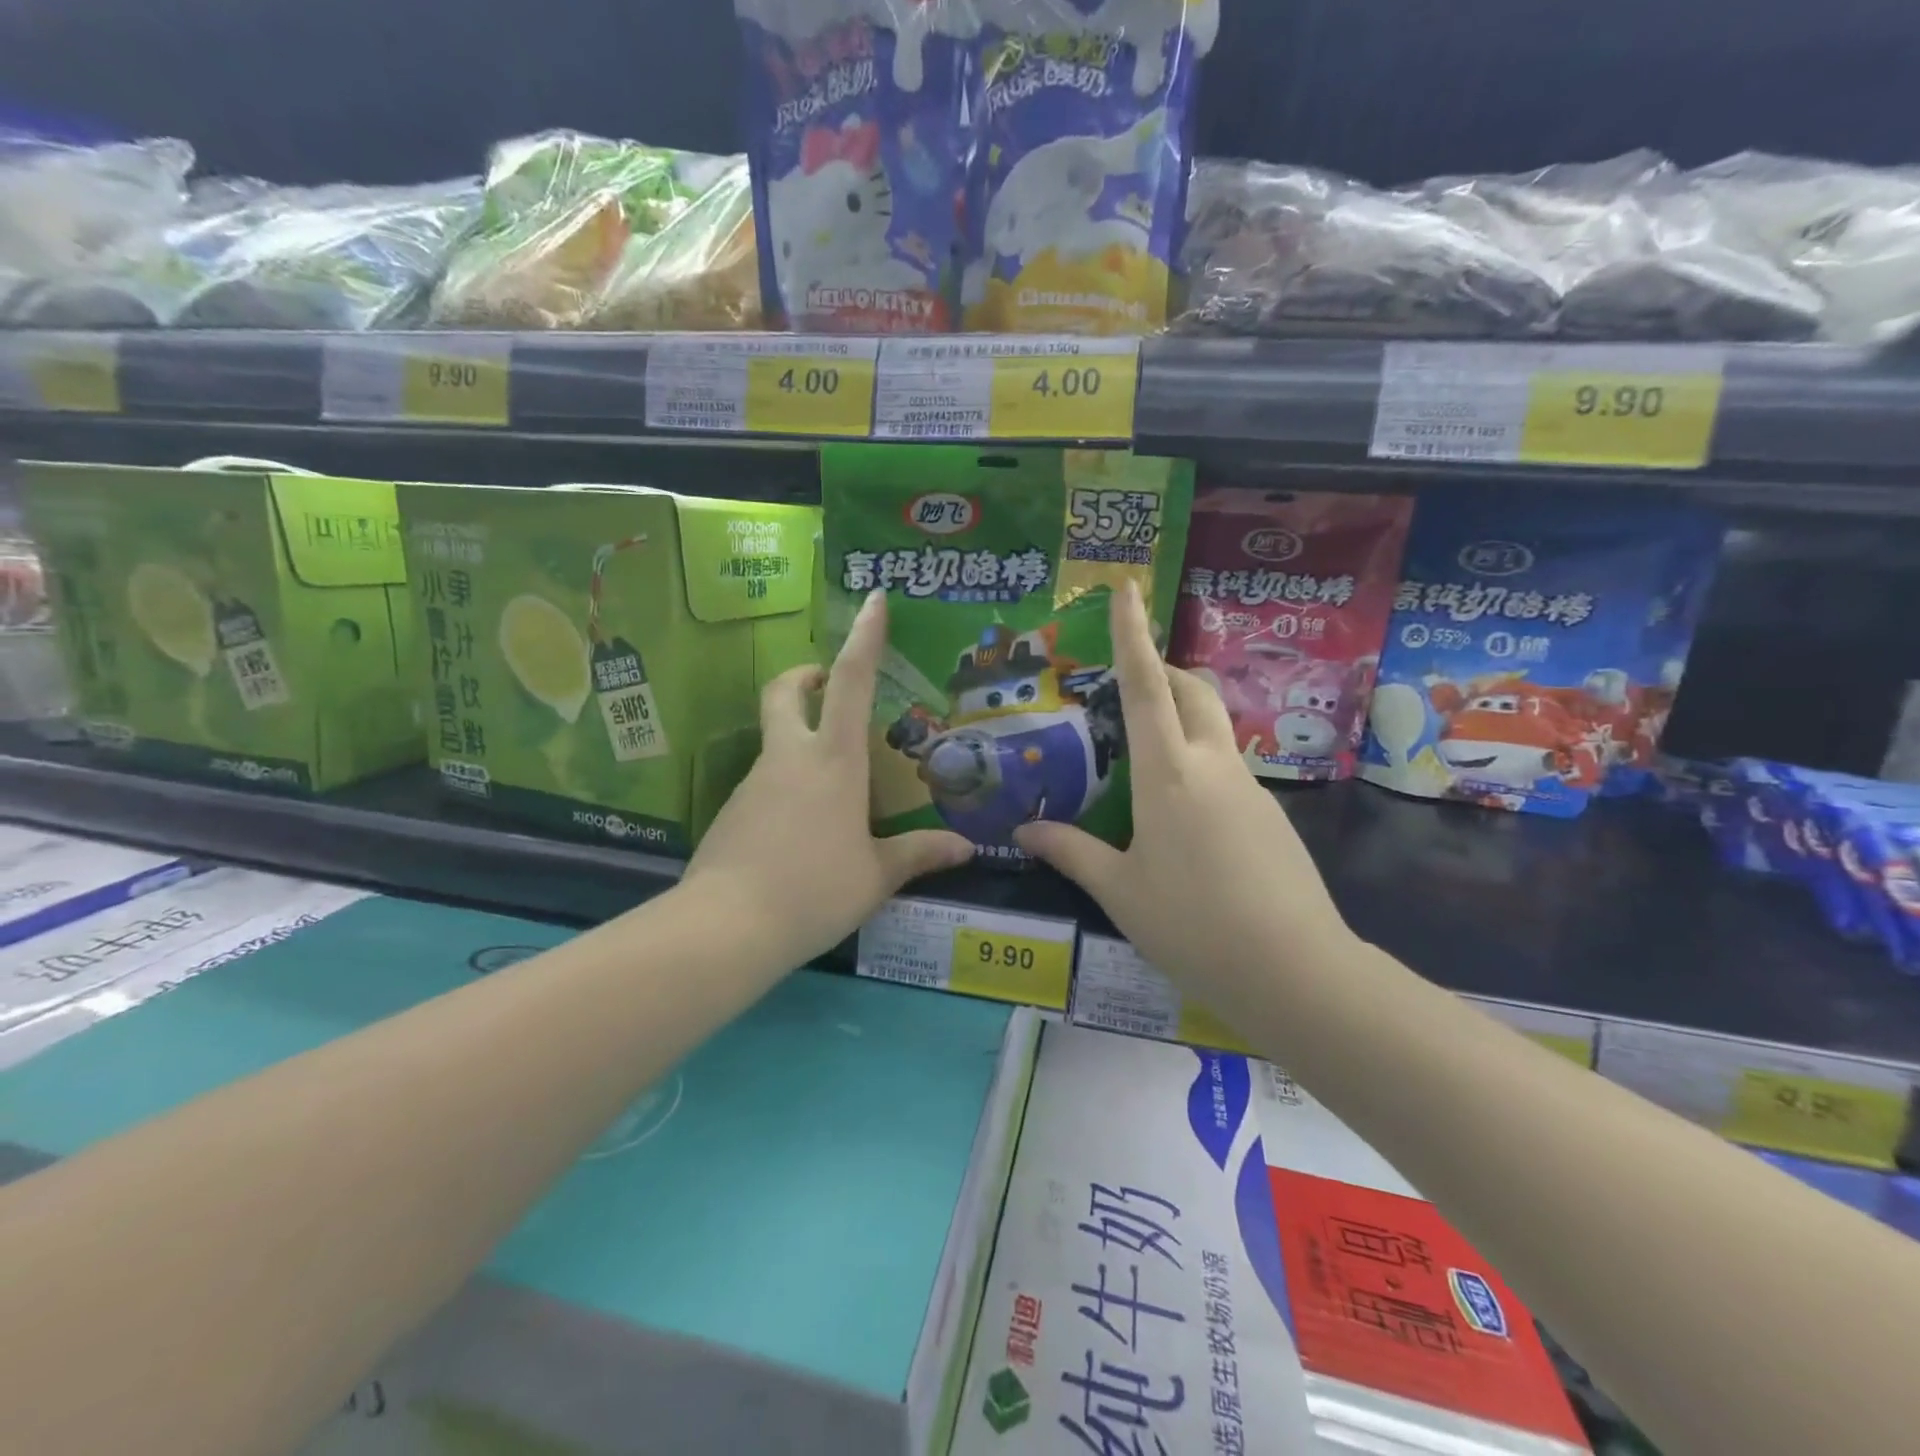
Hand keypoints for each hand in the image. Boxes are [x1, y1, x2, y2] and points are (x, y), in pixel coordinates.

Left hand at [683, 589, 973, 965]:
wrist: (725, 928)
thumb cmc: (815, 890)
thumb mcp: (875, 876)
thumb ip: (918, 855)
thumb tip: (965, 849)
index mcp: (833, 761)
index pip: (852, 682)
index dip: (864, 637)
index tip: (873, 600)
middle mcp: (789, 759)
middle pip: (785, 693)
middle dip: (804, 676)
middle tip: (826, 686)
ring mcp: (753, 783)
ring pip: (774, 743)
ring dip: (798, 743)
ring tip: (833, 795)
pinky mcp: (730, 812)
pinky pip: (764, 786)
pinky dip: (785, 790)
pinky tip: (801, 834)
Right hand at [1014, 583, 1353, 1017]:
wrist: (1295, 971)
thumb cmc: (1193, 926)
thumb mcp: (1120, 891)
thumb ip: (1071, 852)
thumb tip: (1025, 829)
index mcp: (1169, 775)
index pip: (1147, 686)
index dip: (1132, 634)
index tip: (1127, 588)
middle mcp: (1213, 766)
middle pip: (1192, 691)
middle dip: (1162, 669)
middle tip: (1130, 680)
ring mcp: (1249, 788)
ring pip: (1214, 728)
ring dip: (1183, 717)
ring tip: (1144, 754)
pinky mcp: (1270, 814)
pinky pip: (1228, 767)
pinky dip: (1199, 761)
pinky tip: (1182, 815)